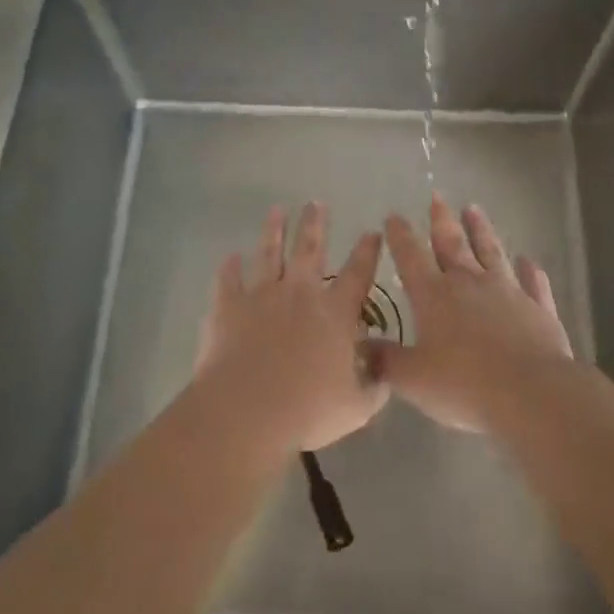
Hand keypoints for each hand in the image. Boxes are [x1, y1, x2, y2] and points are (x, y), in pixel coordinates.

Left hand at [195, 202, 388, 453]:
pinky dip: (229, 268)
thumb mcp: (355, 407)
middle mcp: (300, 293)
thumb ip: (373, 387)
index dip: (367, 252)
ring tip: (276, 210)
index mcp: (335, 313)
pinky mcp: (228, 306)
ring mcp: (262, 295)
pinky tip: (229, 257)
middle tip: (316, 203)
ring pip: (269, 253)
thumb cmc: (307, 410)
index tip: (372, 232)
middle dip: (315, 224)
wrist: (247, 410)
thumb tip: (385, 374)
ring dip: (273, 230)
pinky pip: (228, 280)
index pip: (357, 274)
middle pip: (310, 249)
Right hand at [373, 196, 572, 432]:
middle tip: (437, 197)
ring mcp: (508, 292)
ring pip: (492, 253)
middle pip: (453, 244)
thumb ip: (385, 361)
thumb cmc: (464, 385)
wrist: (532, 393)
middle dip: (441, 220)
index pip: (411, 257)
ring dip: (482, 230)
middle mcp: (469, 284)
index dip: (400, 236)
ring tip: (474, 209)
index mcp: (434, 296)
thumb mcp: (413, 380)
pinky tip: (529, 261)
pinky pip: (533, 283)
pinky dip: (530, 271)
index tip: (393, 216)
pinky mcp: (538, 309)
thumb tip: (359, 348)